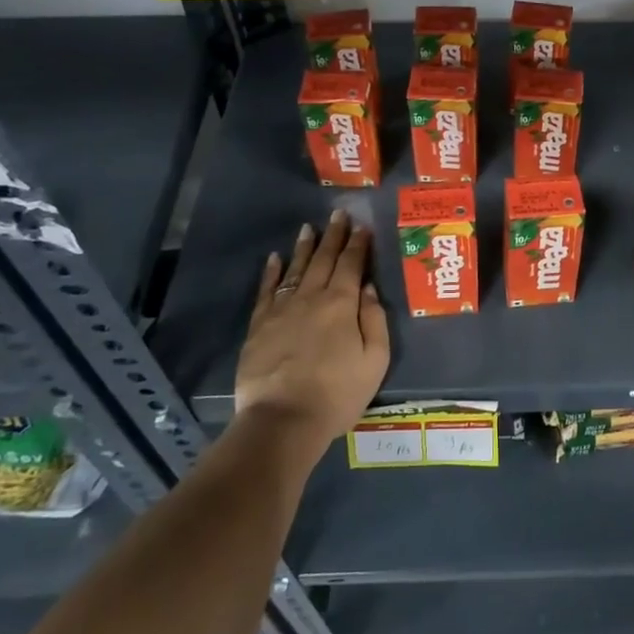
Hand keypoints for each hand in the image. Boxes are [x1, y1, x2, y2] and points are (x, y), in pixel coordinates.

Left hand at [234, 210, 389, 447]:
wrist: (283, 420)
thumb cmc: (337, 394)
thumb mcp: (374, 361)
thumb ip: (374, 320)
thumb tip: (368, 288)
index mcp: (342, 304)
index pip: (352, 264)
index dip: (358, 244)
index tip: (362, 226)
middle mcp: (312, 297)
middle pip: (324, 259)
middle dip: (333, 235)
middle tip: (338, 213)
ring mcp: (282, 309)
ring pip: (296, 268)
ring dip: (304, 246)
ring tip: (309, 227)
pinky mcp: (259, 325)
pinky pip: (266, 290)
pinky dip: (271, 272)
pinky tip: (274, 258)